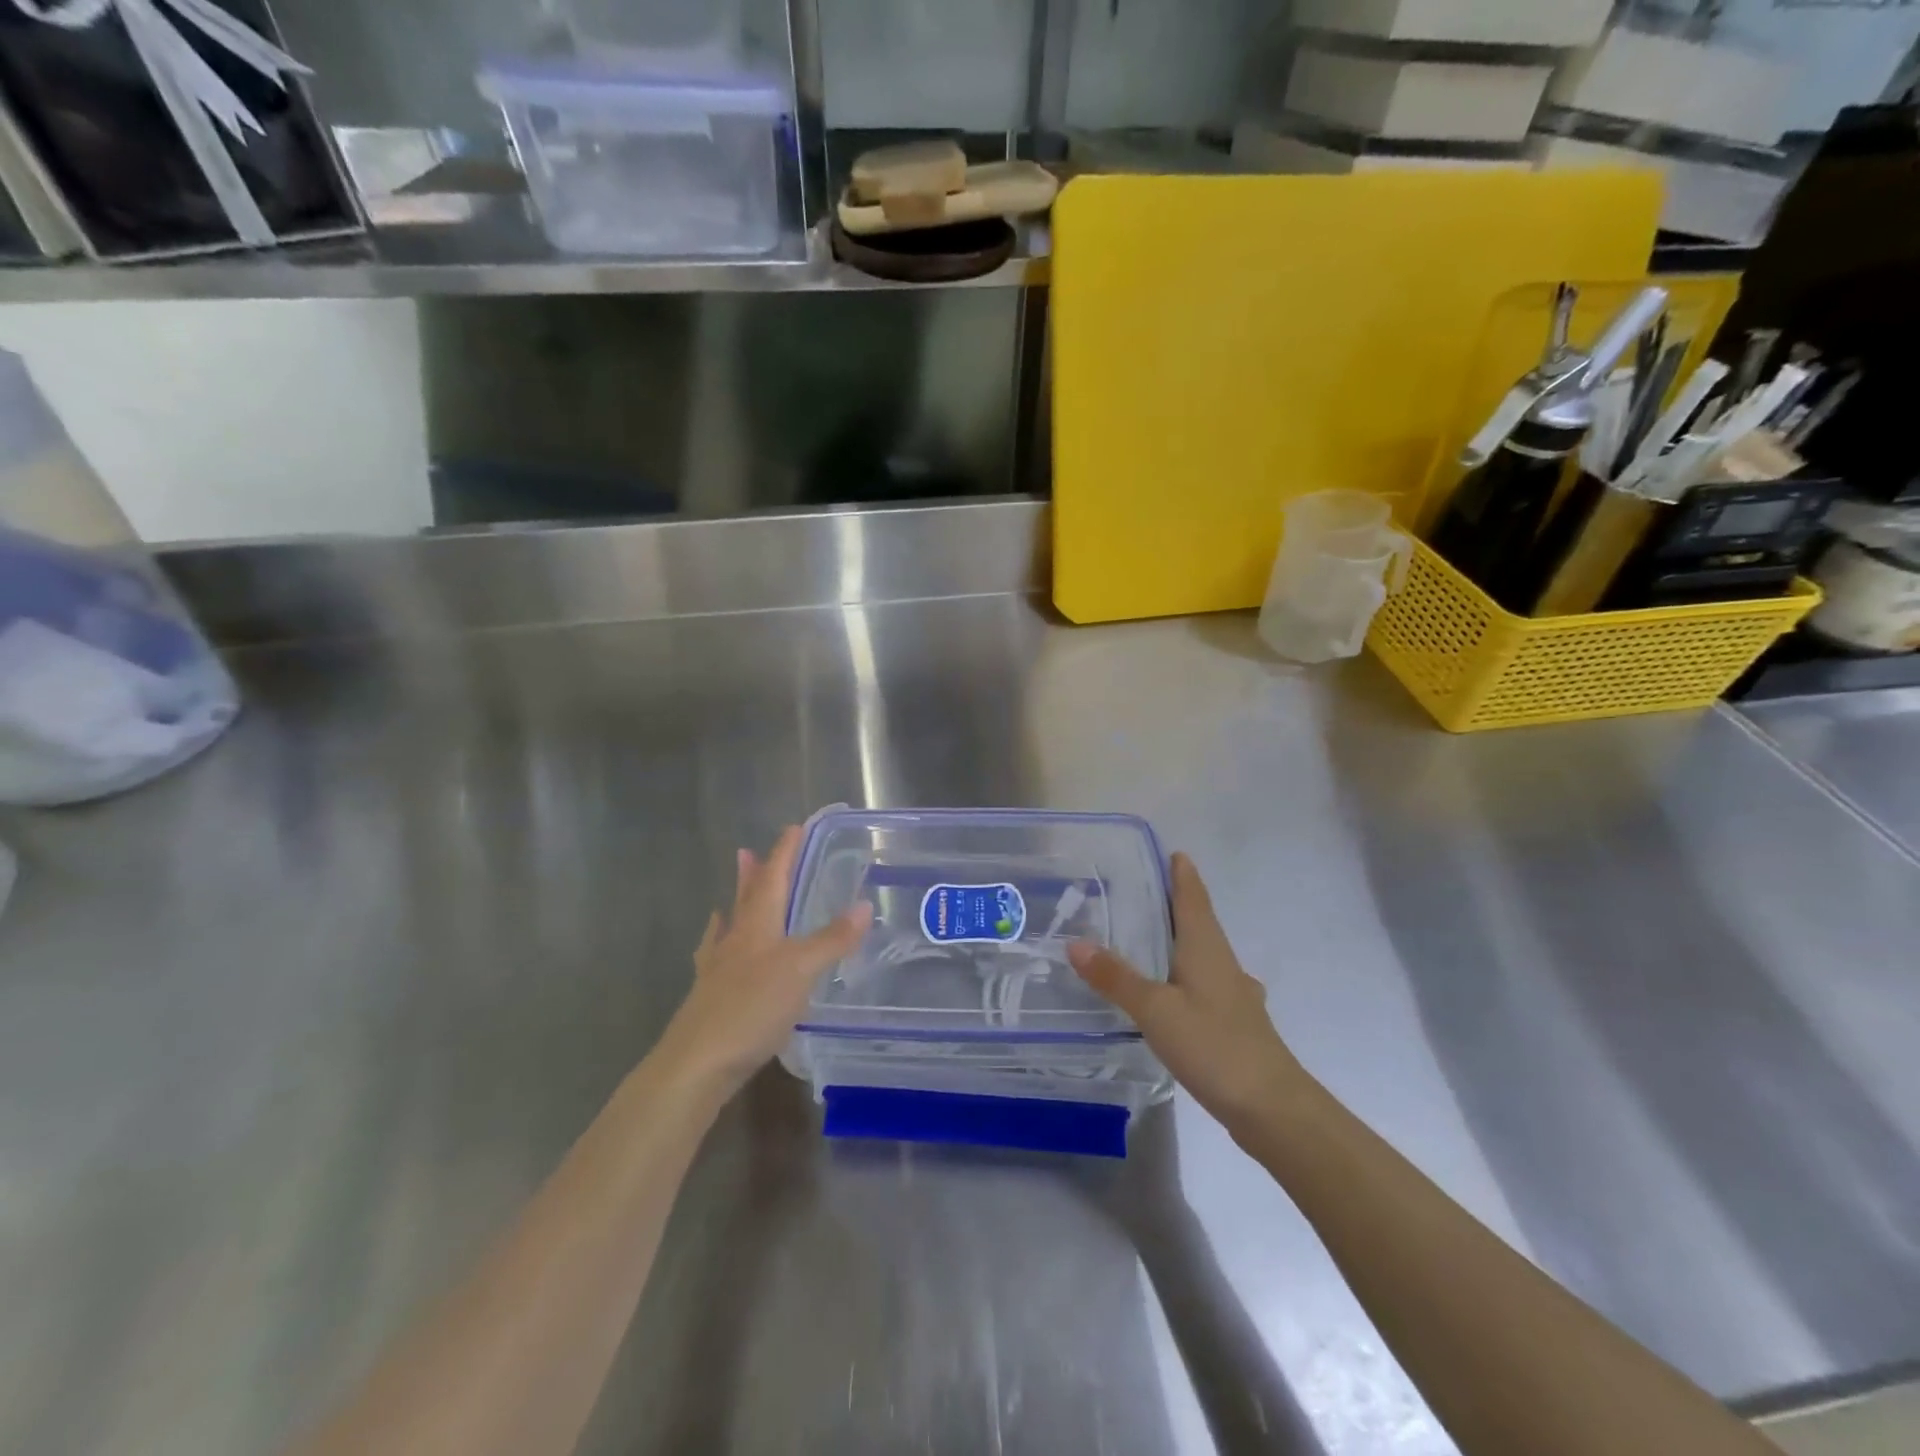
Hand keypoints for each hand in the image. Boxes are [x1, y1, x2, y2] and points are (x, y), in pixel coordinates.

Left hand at [652, 826, 872, 1099]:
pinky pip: (716, 958)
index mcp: (757, 926)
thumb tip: (865, 904)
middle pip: (746, 897)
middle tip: (748, 851)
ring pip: (730, 926)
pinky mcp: (710, 997)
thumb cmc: (751, 1008)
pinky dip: (719, 944)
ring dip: (736, 904)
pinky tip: (716, 948)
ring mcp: (718, 969)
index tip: (794, 828)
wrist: (696, 1064)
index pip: (773, 878)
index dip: (784, 853)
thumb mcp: (801, 970)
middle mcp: (735, 940)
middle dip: (754, 873)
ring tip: (733, 893)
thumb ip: (833, 939)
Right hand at [1068, 853, 1309, 1132]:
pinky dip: (1185, 977)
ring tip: (1151, 940)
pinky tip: (1174, 995)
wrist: (1273, 1108)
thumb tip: (1075, 942)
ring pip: (1204, 956)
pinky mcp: (1235, 1025)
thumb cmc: (1214, 1045)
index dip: (1183, 875)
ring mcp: (1234, 996)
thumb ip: (1116, 978)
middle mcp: (1224, 964)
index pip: (1193, 898)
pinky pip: (1205, 985)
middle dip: (1177, 905)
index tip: (1173, 853)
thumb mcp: (1155, 1010)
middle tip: (1143, 893)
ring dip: (1182, 941)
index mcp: (1206, 948)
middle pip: (1199, 923)